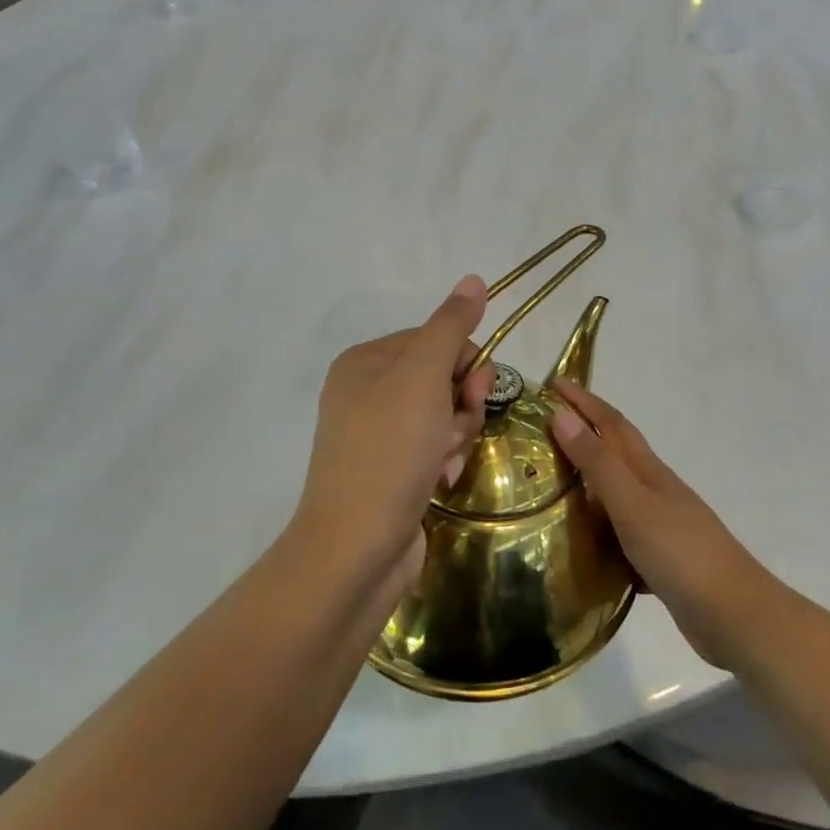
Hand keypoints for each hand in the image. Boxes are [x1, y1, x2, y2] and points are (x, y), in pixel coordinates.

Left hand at [290, 277, 494, 600]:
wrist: (355, 550)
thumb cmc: (389, 452)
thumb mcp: (423, 377)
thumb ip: (451, 326)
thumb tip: (474, 279)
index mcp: (366, 360)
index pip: (436, 338)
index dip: (465, 363)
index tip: (473, 391)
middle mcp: (366, 391)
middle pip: (442, 376)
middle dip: (461, 403)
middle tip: (457, 428)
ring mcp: (376, 434)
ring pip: (443, 414)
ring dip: (456, 435)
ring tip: (444, 463)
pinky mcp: (389, 470)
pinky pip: (433, 448)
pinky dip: (444, 461)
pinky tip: (439, 481)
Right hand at [550, 379, 781, 669]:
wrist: (736, 616)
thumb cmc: (681, 553)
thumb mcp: (632, 504)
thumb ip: (597, 463)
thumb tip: (562, 414)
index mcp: (649, 471)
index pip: (612, 424)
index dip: (585, 402)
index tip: (554, 383)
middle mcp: (655, 490)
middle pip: (616, 452)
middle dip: (584, 432)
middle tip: (544, 428)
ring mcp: (662, 525)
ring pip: (617, 493)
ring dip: (589, 481)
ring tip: (550, 483)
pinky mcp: (661, 559)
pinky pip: (621, 533)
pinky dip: (600, 529)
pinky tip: (581, 544)